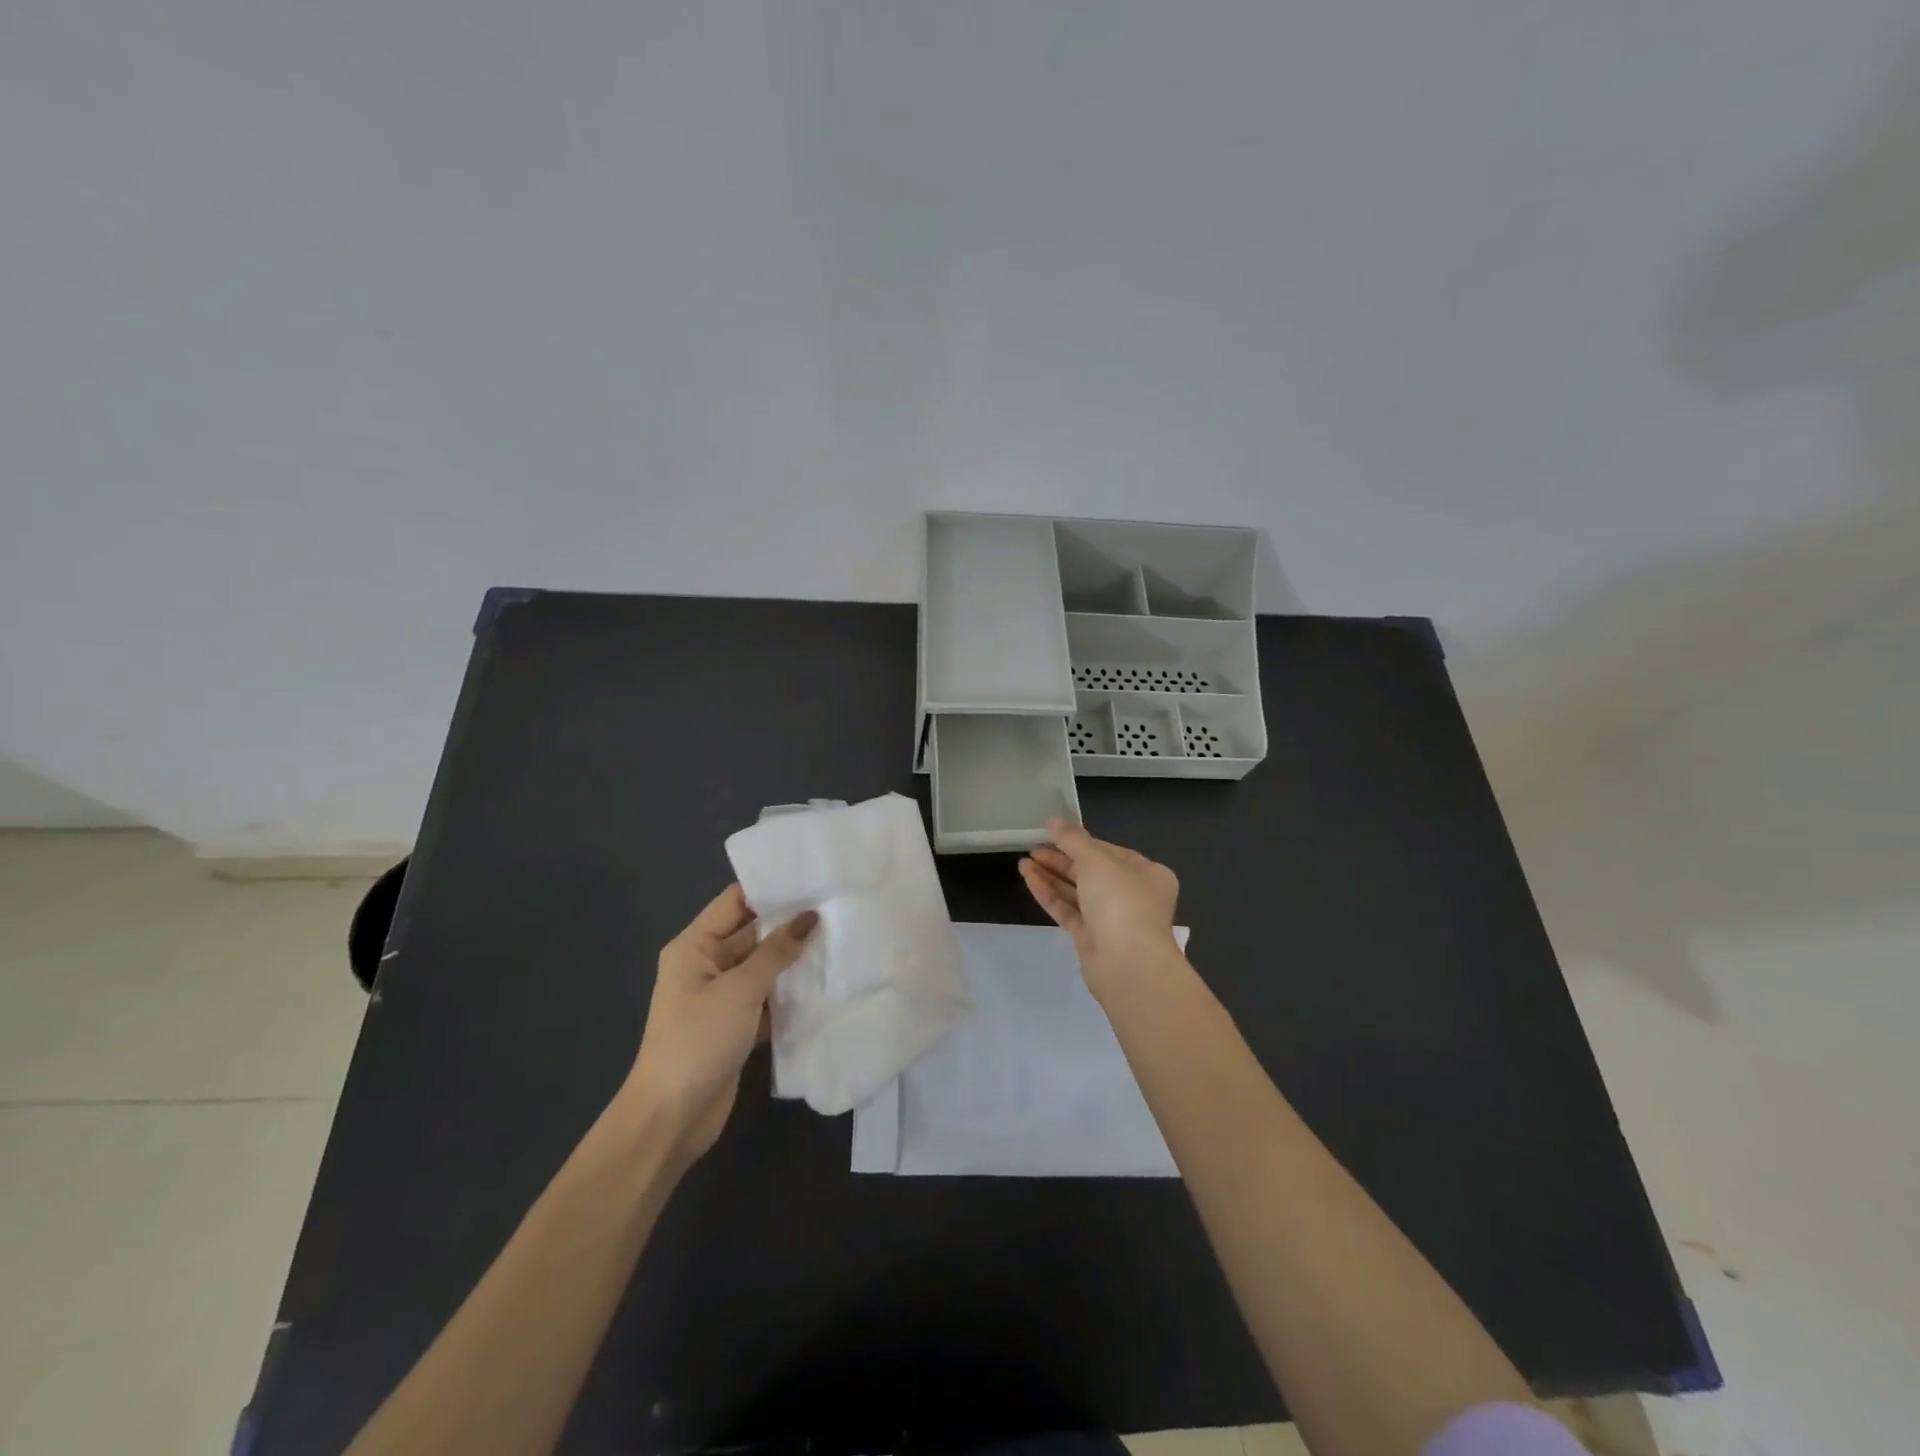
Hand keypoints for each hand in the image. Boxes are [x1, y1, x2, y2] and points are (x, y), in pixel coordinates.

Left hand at [623, 884, 816, 1162]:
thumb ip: (776, 952)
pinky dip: (790, 992)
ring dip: (794, 959)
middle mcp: (706, 964)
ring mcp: (721, 997)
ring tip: (840, 939)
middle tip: (836, 908)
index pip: (735, 901)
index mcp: (694, 946)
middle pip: (752, 932)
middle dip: (790, 923)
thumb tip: (810, 918)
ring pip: (763, 967)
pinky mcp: (736, 1025)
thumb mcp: (739, 990)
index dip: (771, 889)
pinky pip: (767, 998)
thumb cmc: (698, 1040)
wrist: (671, 1117)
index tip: (813, 879)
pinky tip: (825, 983)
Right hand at [1020, 818, 1181, 999]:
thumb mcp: (1097, 860)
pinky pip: (1068, 910)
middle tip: (1033, 847)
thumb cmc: (1121, 901)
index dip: (1081, 841)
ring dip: (1051, 876)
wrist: (1127, 964)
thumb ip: (1073, 839)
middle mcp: (1132, 895)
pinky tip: (1028, 878)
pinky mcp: (1091, 938)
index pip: (1109, 851)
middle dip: (1061, 859)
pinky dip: (1049, 894)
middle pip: (1092, 871)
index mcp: (1147, 873)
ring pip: (1077, 892)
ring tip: (1023, 861)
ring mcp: (1111, 919)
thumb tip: (1053, 820)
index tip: (1053, 833)